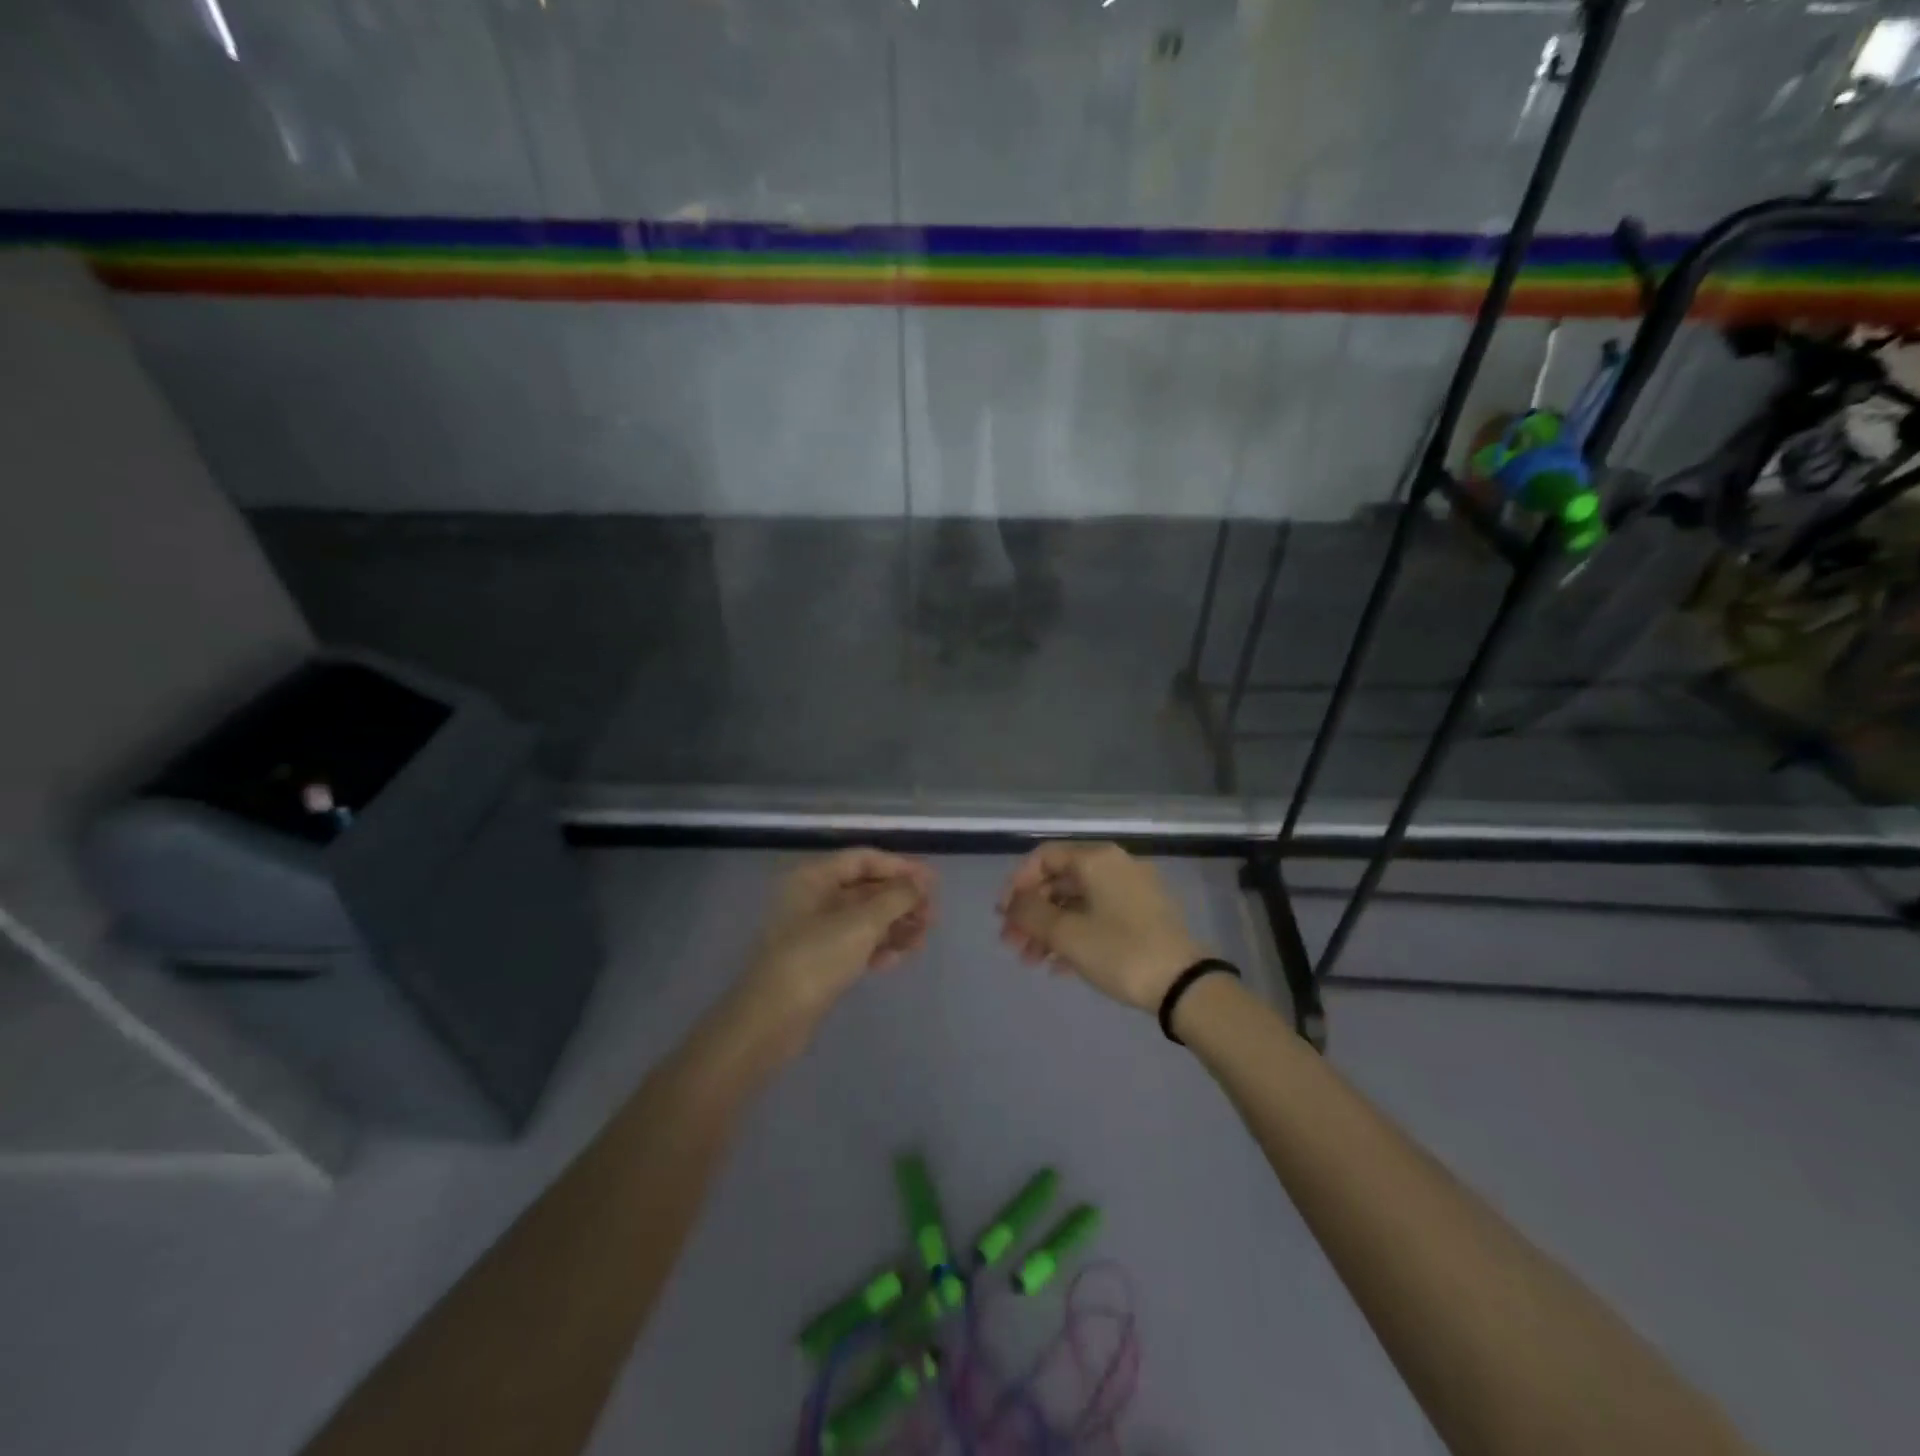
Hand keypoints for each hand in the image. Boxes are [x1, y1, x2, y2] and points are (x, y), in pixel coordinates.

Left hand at [730, 849, 934, 1054]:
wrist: (770, 1022)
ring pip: (863, 919)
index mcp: (813, 878)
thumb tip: (921, 882)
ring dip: (895, 925)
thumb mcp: (861, 923)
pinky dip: (878, 947)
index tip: (933, 883)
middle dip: (901, 900)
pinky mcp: (817, 962)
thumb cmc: (815, 959)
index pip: (863, 860)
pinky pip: (855, 945)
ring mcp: (813, 932)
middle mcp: (811, 898)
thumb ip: (896, 897)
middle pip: (865, 889)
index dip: (900, 867)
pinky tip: (901, 958)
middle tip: (933, 916)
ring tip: (923, 939)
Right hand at [998, 842, 1206, 1013]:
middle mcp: (1116, 866)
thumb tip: (1013, 903)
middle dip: (1032, 913)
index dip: (1017, 884)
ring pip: (1078, 903)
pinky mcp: (1145, 917)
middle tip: (1011, 944)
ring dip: (1050, 929)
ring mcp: (1133, 891)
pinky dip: (1076, 936)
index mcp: (1097, 859)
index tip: (1002, 915)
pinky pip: (1099, 917)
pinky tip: (1059, 968)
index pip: (1044, 857)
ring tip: (1031, 962)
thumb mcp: (1067, 934)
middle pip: (1060, 882)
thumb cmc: (1120, 951)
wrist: (1184, 985)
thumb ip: (1030, 913)